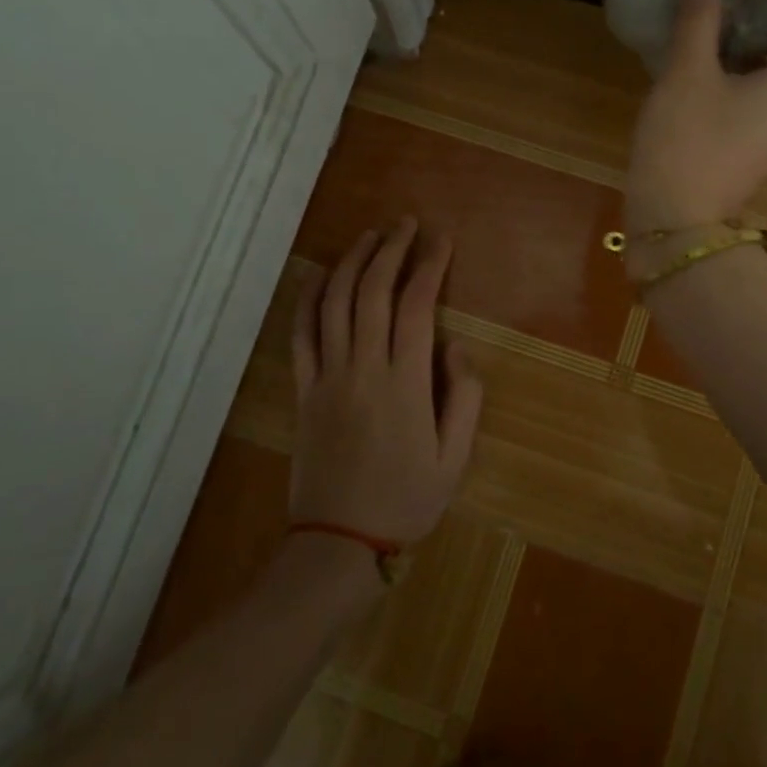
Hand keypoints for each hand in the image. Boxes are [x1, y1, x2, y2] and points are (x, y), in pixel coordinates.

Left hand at [289, 218, 483, 544]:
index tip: (441, 239)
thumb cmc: (406, 501)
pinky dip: (308, 298)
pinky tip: (319, 274)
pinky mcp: (304, 389)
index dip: (429, 265)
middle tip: (405, 224)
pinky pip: (302, 334)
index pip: (416, 305)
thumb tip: (456, 345)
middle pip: (372, 292)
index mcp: (406, 383)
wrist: (338, 542)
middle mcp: (364, 368)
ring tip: (370, 236)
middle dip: (391, 249)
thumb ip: (465, 397)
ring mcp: (328, 376)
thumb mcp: (455, 458)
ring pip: (335, 303)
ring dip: (352, 263)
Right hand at [627, 0, 766, 230]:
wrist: (673, 223)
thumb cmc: (685, 141)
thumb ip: (700, 17)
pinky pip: (764, 108)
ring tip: (706, 51)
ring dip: (755, 57)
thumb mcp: (686, 72)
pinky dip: (743, 86)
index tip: (762, 9)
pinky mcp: (755, 157)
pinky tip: (698, 87)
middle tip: (728, 23)